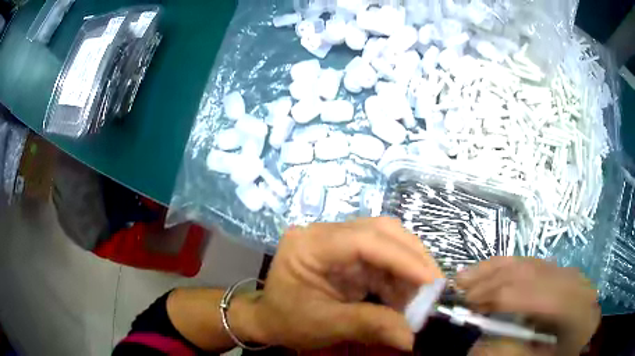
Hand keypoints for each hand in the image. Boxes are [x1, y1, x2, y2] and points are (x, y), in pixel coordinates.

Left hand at [246, 217, 442, 350]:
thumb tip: (412, 338)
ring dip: (410, 269)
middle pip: (380, 232)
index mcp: (310, 244)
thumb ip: (369, 326)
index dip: (402, 258)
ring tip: (424, 296)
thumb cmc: (287, 320)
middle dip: (413, 258)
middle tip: (436, 286)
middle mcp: (326, 234)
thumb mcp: (325, 324)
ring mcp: (340, 242)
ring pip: (387, 242)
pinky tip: (409, 297)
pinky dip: (401, 278)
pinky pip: (383, 260)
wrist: (270, 318)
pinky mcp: (350, 255)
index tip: (432, 280)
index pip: (364, 240)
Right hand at [457, 257, 599, 355]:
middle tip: (458, 290)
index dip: (494, 297)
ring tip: (466, 276)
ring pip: (528, 262)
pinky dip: (508, 266)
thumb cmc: (562, 352)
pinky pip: (532, 263)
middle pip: (527, 272)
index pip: (529, 293)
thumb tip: (477, 343)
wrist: (584, 337)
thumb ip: (509, 352)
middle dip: (489, 280)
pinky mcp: (562, 270)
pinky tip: (492, 271)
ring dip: (494, 269)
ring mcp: (568, 271)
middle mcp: (571, 280)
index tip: (465, 307)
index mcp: (571, 306)